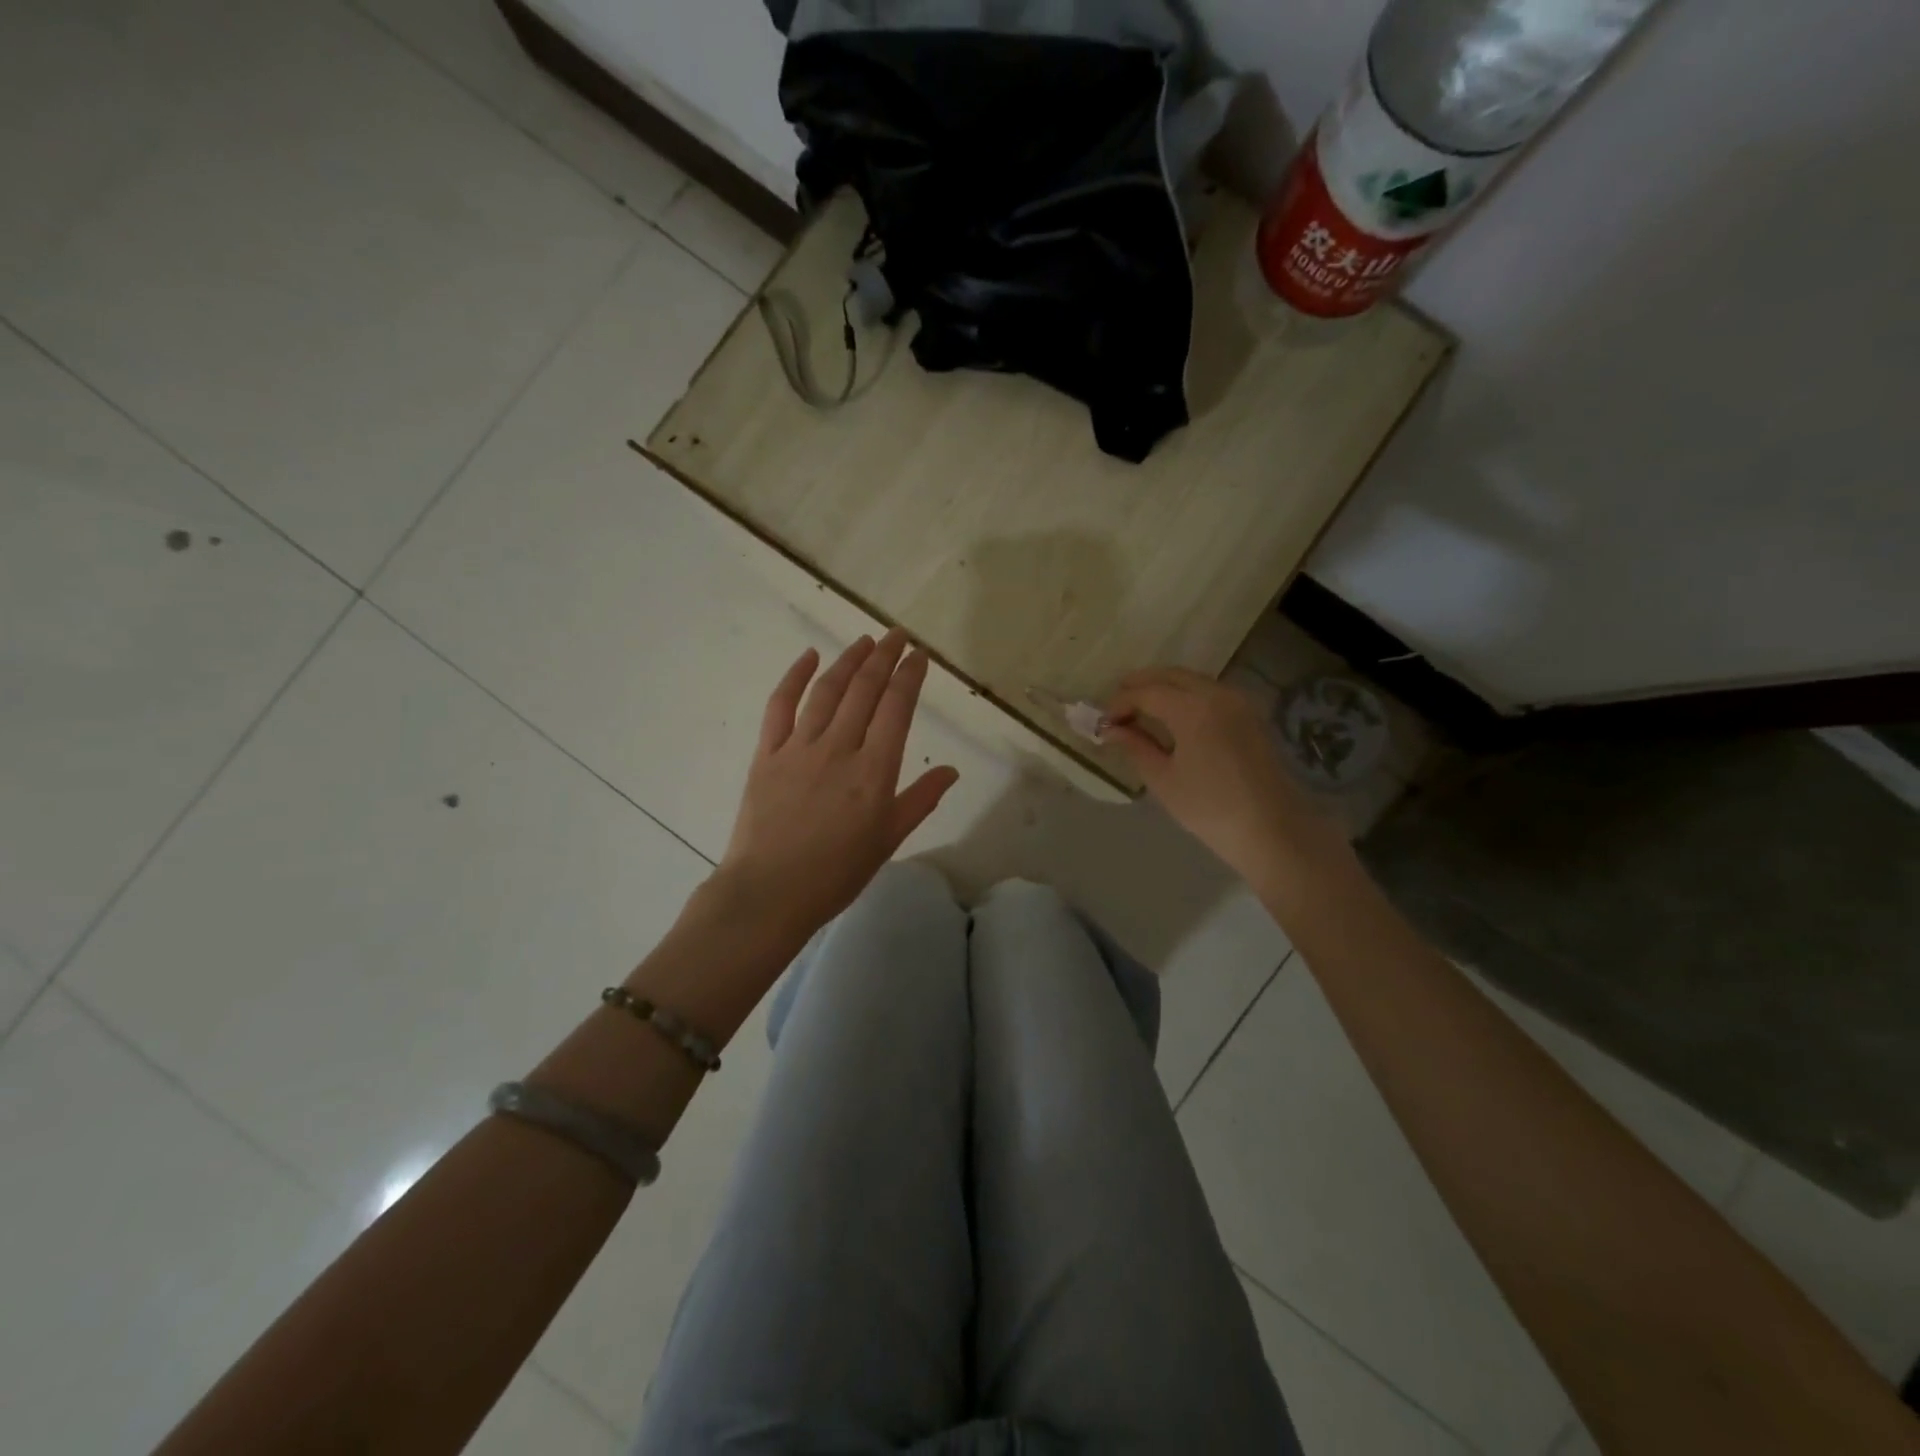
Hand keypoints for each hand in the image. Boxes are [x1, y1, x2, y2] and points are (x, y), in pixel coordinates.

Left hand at [717, 629, 959, 941]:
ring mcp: (799, 747)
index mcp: (874, 771)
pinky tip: (808, 656)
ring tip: (864, 640)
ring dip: (848, 660)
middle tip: (897, 635)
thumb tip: (950, 769)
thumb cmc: (836, 873)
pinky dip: (794, 676)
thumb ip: (920, 800)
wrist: (769, 892)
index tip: (919, 654)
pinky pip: (780, 705)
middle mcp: (839, 748)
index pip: (897, 708)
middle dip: (884, 657)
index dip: (910, 676)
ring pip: (827, 690)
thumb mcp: (888, 840)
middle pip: (864, 690)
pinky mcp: (767, 753)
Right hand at [1105, 667, 1338, 882]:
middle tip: (1116, 706)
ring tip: (1140, 710)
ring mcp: (1238, 702)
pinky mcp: (1249, 715)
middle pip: (1170, 675)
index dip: (1120, 703)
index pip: (1146, 692)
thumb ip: (1135, 746)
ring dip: (1163, 687)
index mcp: (1192, 709)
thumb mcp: (1163, 779)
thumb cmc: (1210, 808)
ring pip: (1192, 680)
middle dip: (1140, 685)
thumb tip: (1112, 729)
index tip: (1103, 722)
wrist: (1272, 830)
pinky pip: (1210, 692)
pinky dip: (1185, 695)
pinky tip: (1173, 716)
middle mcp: (1217, 694)